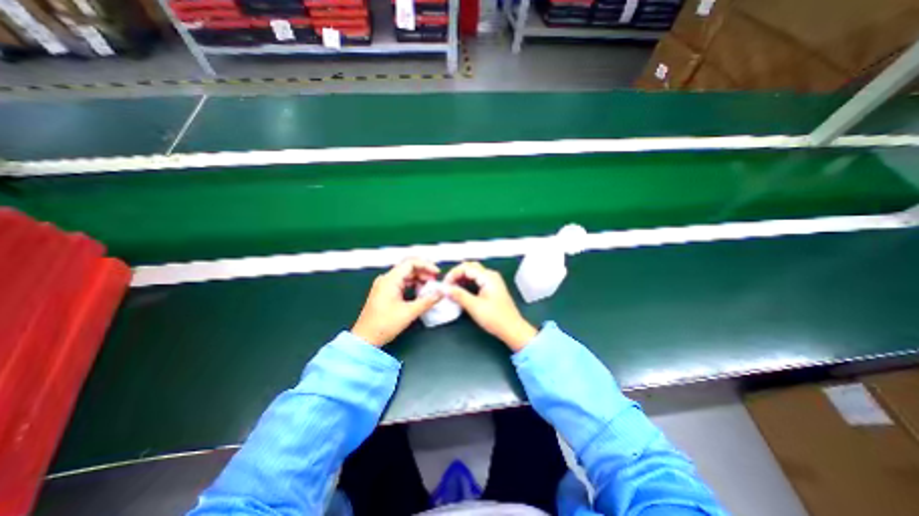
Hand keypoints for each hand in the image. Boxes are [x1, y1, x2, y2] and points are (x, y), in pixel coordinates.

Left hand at [352, 259, 442, 346]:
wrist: (365, 339)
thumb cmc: (383, 325)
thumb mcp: (409, 312)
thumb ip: (427, 301)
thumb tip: (440, 293)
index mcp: (390, 280)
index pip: (410, 262)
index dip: (426, 265)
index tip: (436, 273)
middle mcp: (386, 279)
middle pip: (408, 268)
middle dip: (424, 272)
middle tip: (435, 280)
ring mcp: (384, 285)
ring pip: (405, 275)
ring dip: (419, 279)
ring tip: (430, 287)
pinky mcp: (385, 292)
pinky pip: (401, 283)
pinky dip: (412, 285)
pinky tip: (420, 292)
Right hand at [445, 262, 540, 350]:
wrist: (513, 329)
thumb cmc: (496, 318)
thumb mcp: (474, 306)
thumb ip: (458, 295)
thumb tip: (444, 288)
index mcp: (488, 277)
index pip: (466, 267)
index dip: (453, 274)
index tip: (444, 285)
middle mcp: (490, 275)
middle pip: (469, 267)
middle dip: (456, 274)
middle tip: (447, 285)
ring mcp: (492, 281)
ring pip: (473, 274)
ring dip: (461, 279)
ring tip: (451, 289)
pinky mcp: (491, 288)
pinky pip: (476, 280)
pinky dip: (467, 283)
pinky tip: (461, 291)